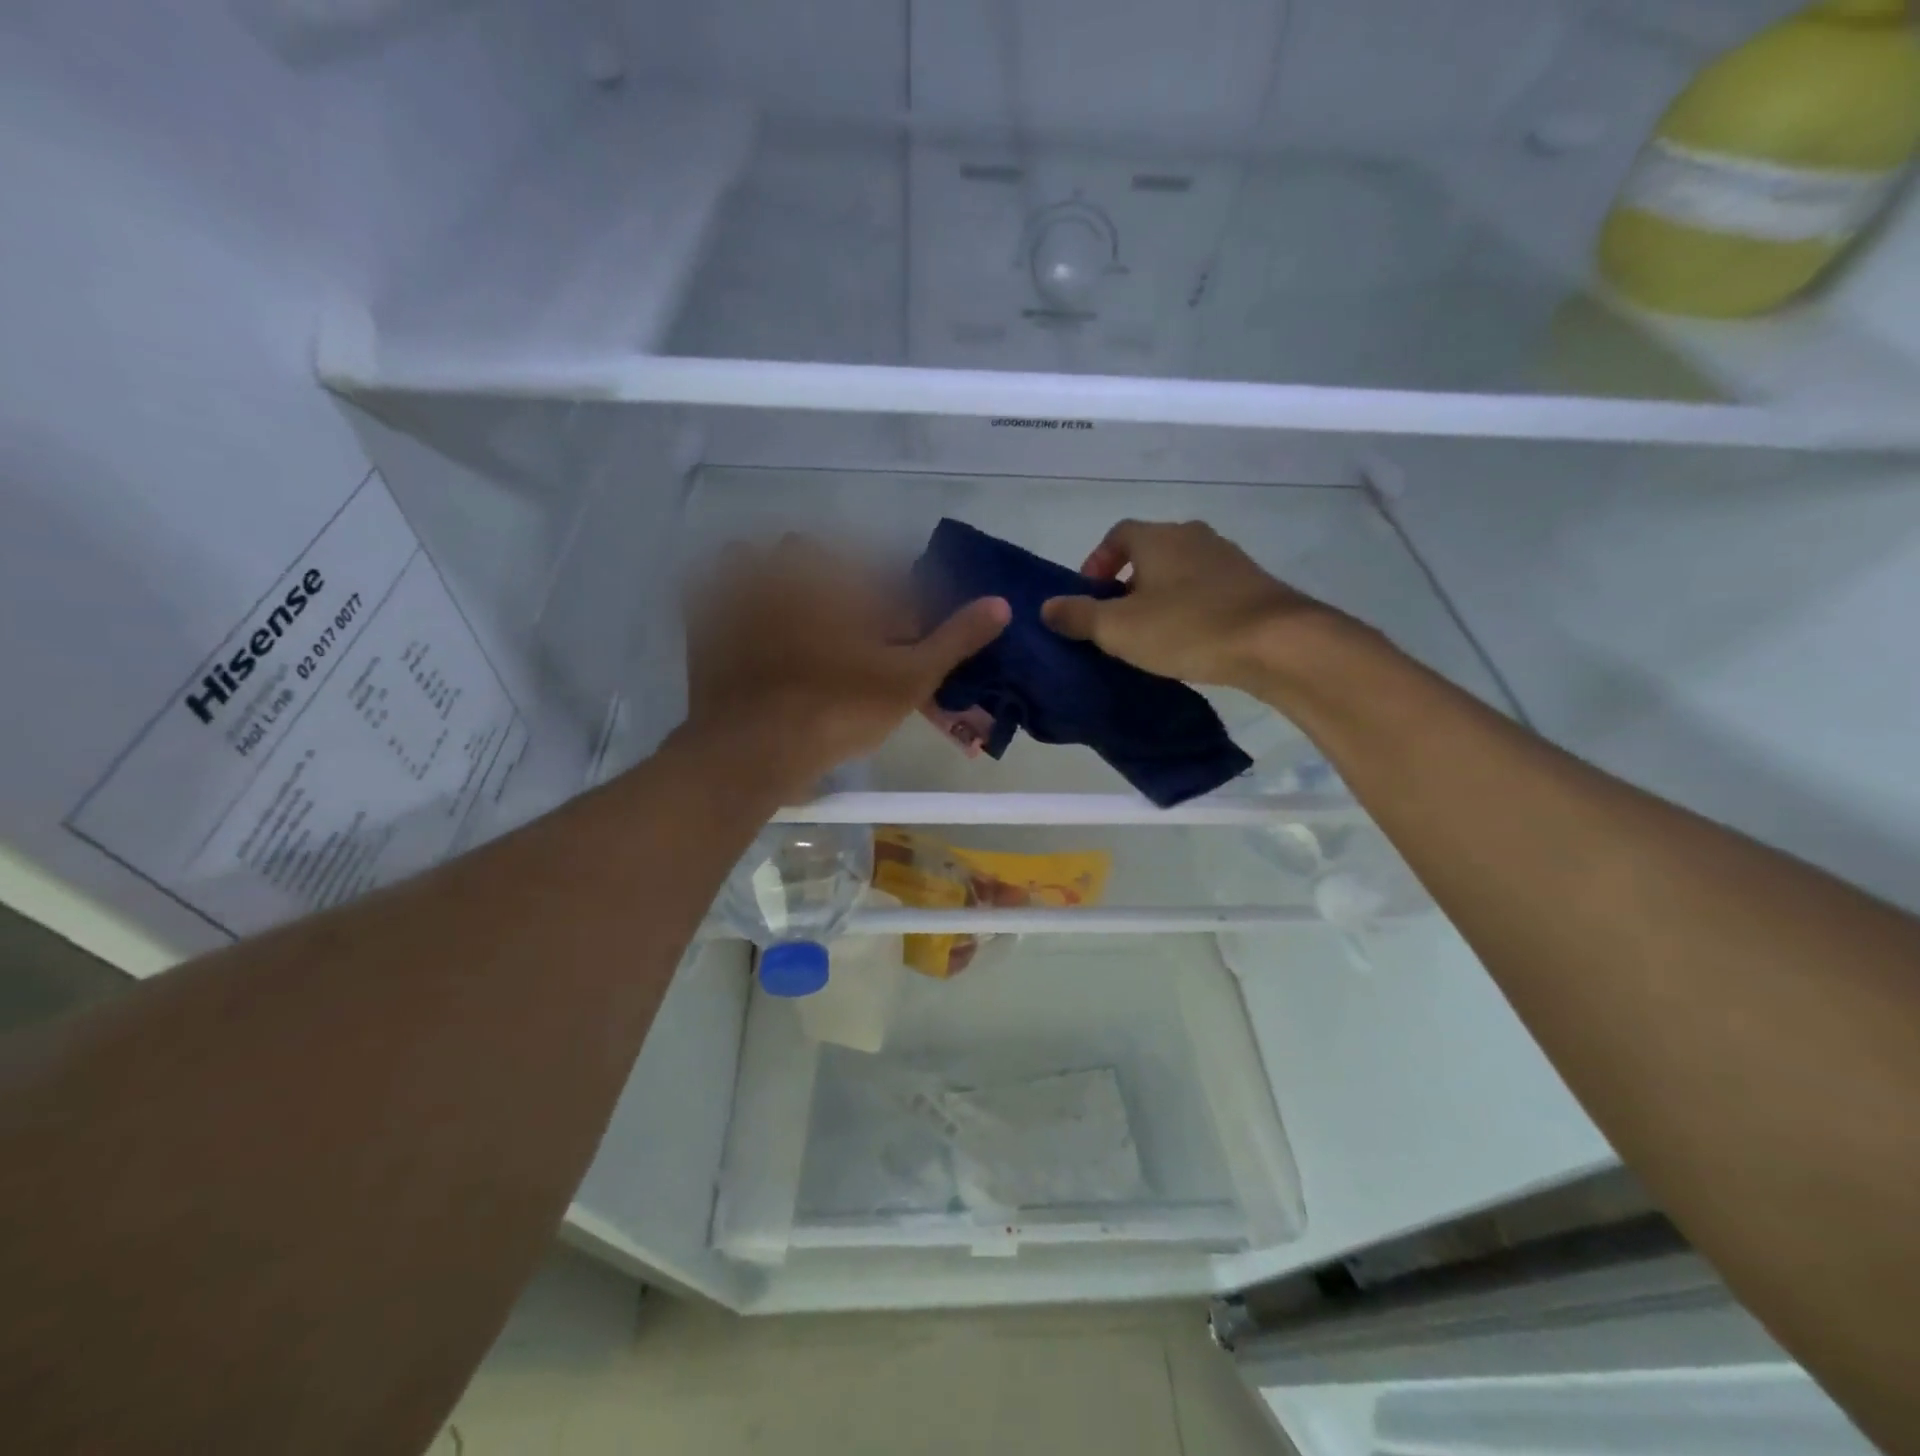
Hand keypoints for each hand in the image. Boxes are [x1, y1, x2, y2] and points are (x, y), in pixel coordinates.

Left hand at [684, 535, 1008, 800]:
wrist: (753, 748)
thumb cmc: (839, 710)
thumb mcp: (910, 679)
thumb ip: (955, 638)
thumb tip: (1002, 604)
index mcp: (844, 572)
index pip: (885, 574)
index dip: (899, 610)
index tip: (899, 643)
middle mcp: (792, 563)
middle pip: (830, 562)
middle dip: (848, 593)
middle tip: (854, 643)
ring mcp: (742, 583)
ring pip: (774, 562)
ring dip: (792, 582)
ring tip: (804, 630)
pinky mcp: (706, 610)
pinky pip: (722, 581)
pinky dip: (739, 590)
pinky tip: (754, 621)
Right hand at [1041, 519, 1344, 691]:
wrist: (1276, 642)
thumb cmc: (1187, 627)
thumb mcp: (1118, 628)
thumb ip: (1078, 615)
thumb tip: (1047, 607)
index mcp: (1158, 537)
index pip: (1118, 534)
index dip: (1097, 561)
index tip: (1090, 594)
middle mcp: (1193, 536)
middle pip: (1150, 552)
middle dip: (1128, 583)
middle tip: (1116, 621)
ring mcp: (1228, 558)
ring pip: (1180, 572)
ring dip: (1160, 596)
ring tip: (1152, 635)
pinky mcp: (1252, 585)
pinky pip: (1208, 590)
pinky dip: (1190, 608)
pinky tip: (1190, 640)